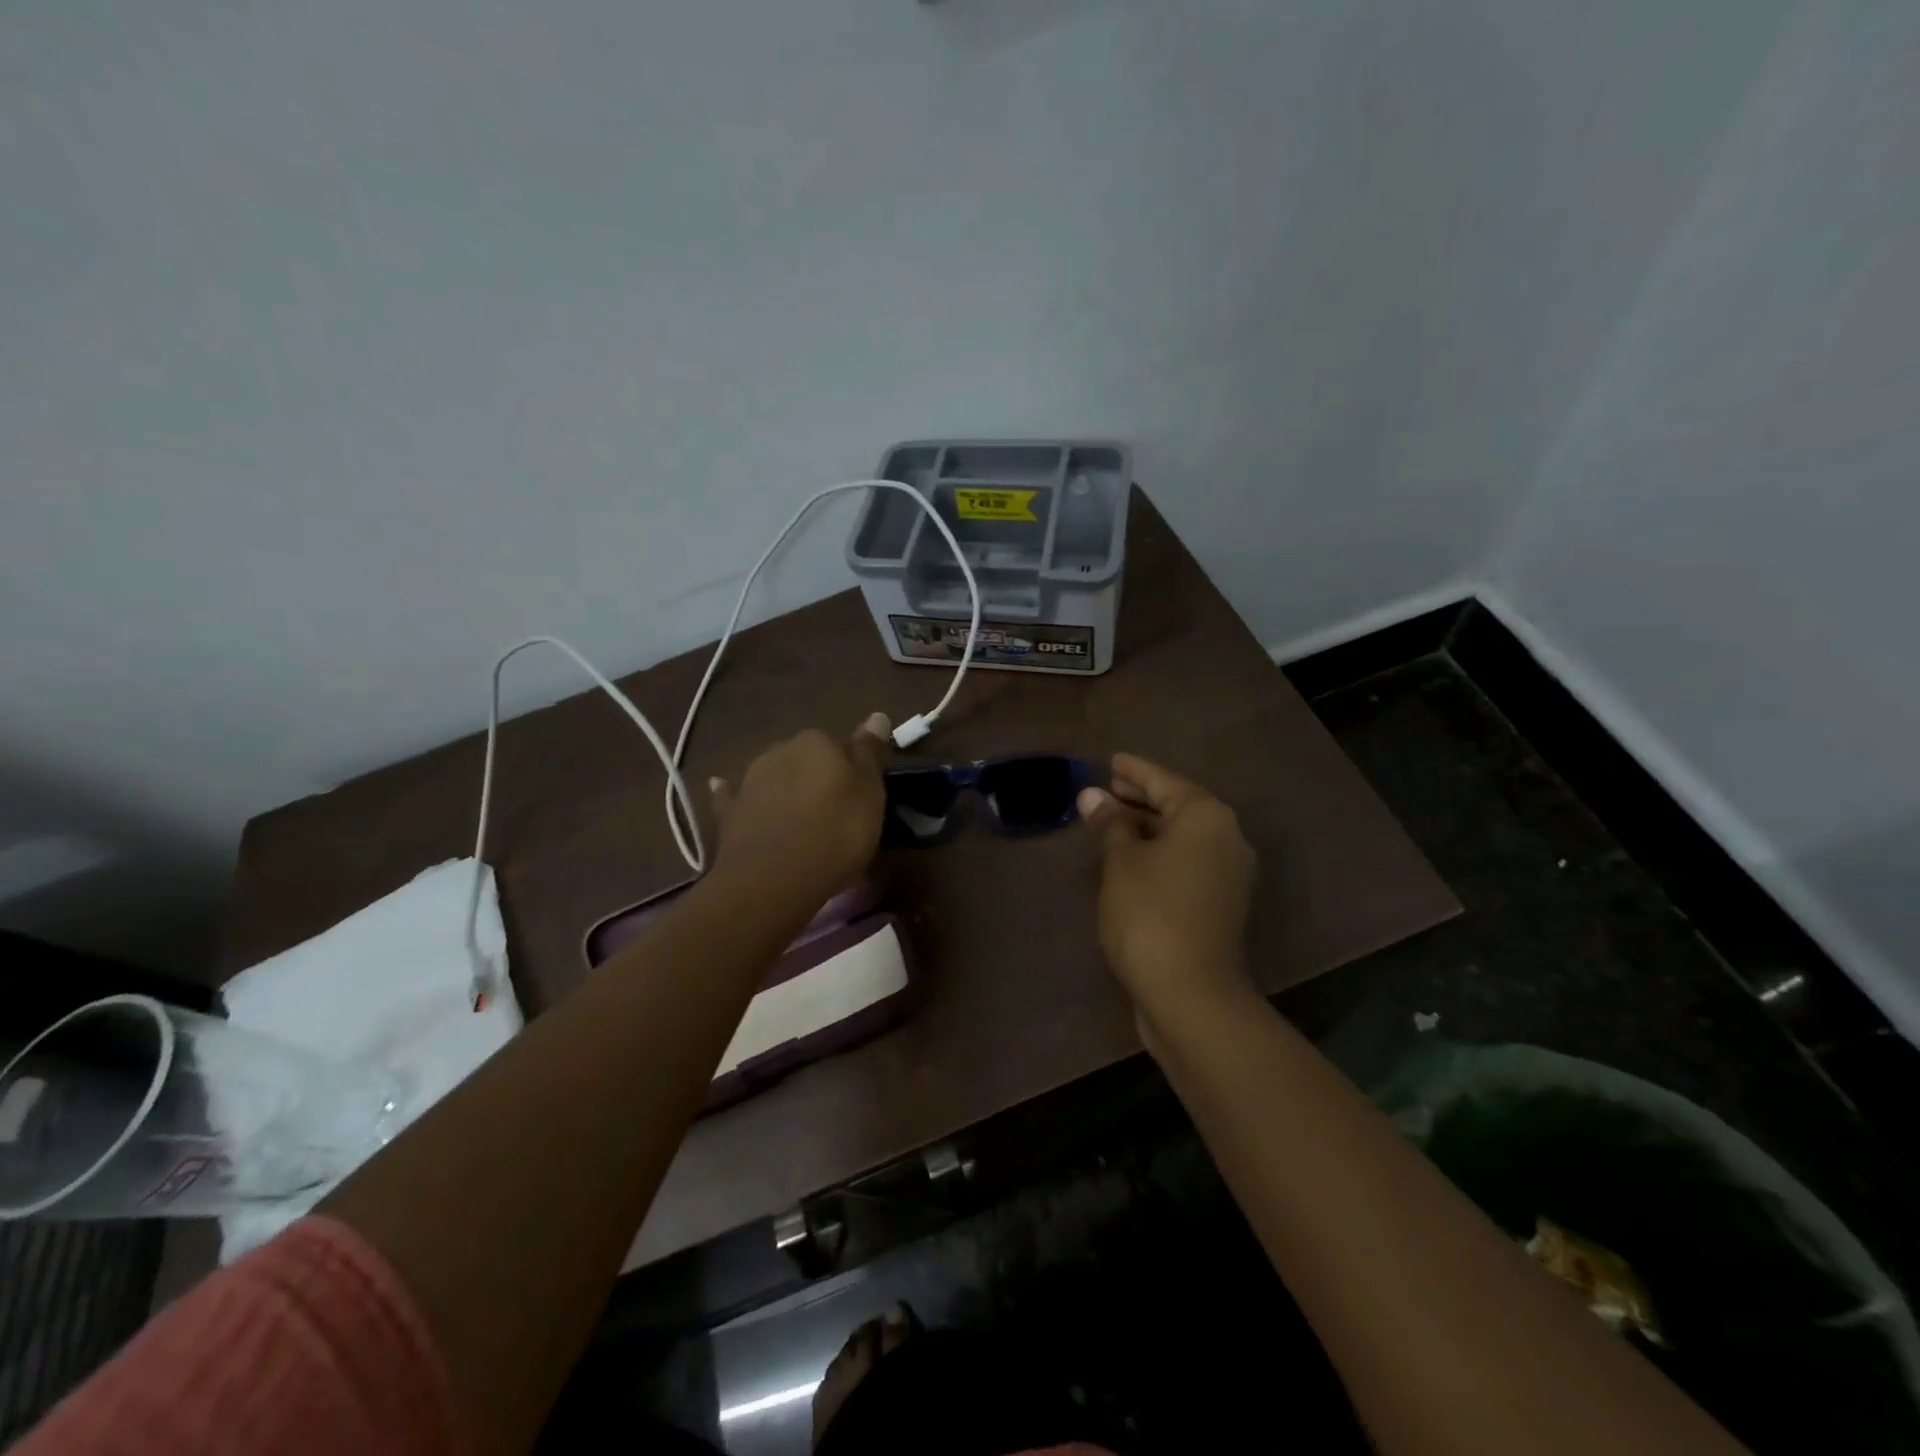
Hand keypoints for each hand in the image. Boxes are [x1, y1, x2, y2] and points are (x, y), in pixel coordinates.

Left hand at [707, 714, 890, 912]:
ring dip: (784, 788)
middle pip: (806, 759)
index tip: (861, 796)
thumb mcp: (870, 792)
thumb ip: (870, 752)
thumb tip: (877, 715)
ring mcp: (749, 780)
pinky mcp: (728, 811)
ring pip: (774, 776)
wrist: (774, 878)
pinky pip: (734, 796)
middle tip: (834, 812)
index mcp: (817, 741)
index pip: (841, 745)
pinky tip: (723, 789)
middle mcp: (780, 750)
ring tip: (798, 818)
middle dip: (817, 778)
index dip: (852, 770)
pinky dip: (735, 794)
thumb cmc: (836, 832)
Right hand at [1076, 753, 1256, 1021]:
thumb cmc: (1151, 914)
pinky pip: (1186, 861)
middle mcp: (1226, 839)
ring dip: (1147, 827)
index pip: (1164, 780)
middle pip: (1178, 806)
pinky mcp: (1220, 904)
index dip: (1134, 769)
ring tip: (1110, 822)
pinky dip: (1159, 853)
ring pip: (1182, 837)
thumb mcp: (1121, 862)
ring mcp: (1228, 874)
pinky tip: (1130, 859)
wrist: (1192, 995)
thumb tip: (1092, 795)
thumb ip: (1110, 824)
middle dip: (1140, 797)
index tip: (1111, 760)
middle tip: (1106, 789)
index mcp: (1206, 817)